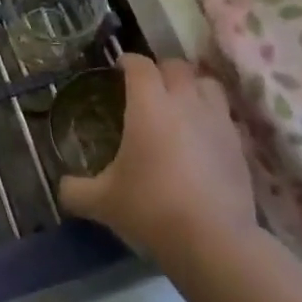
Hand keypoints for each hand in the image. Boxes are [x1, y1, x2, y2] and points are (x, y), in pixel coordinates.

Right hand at [59, 54, 253, 267]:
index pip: (139, 65)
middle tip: (148, 87)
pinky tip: (201, 138)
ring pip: (207, 84)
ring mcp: (217, 121)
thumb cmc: (151, 208)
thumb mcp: (103, 202)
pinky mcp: (239, 145)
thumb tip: (62, 187)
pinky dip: (211, 117)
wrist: (213, 240)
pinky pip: (224, 116)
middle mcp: (184, 102)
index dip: (127, 61)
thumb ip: (77, 190)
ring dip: (192, 87)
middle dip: (161, 70)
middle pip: (176, 66)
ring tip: (180, 104)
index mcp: (148, 105)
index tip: (119, 67)